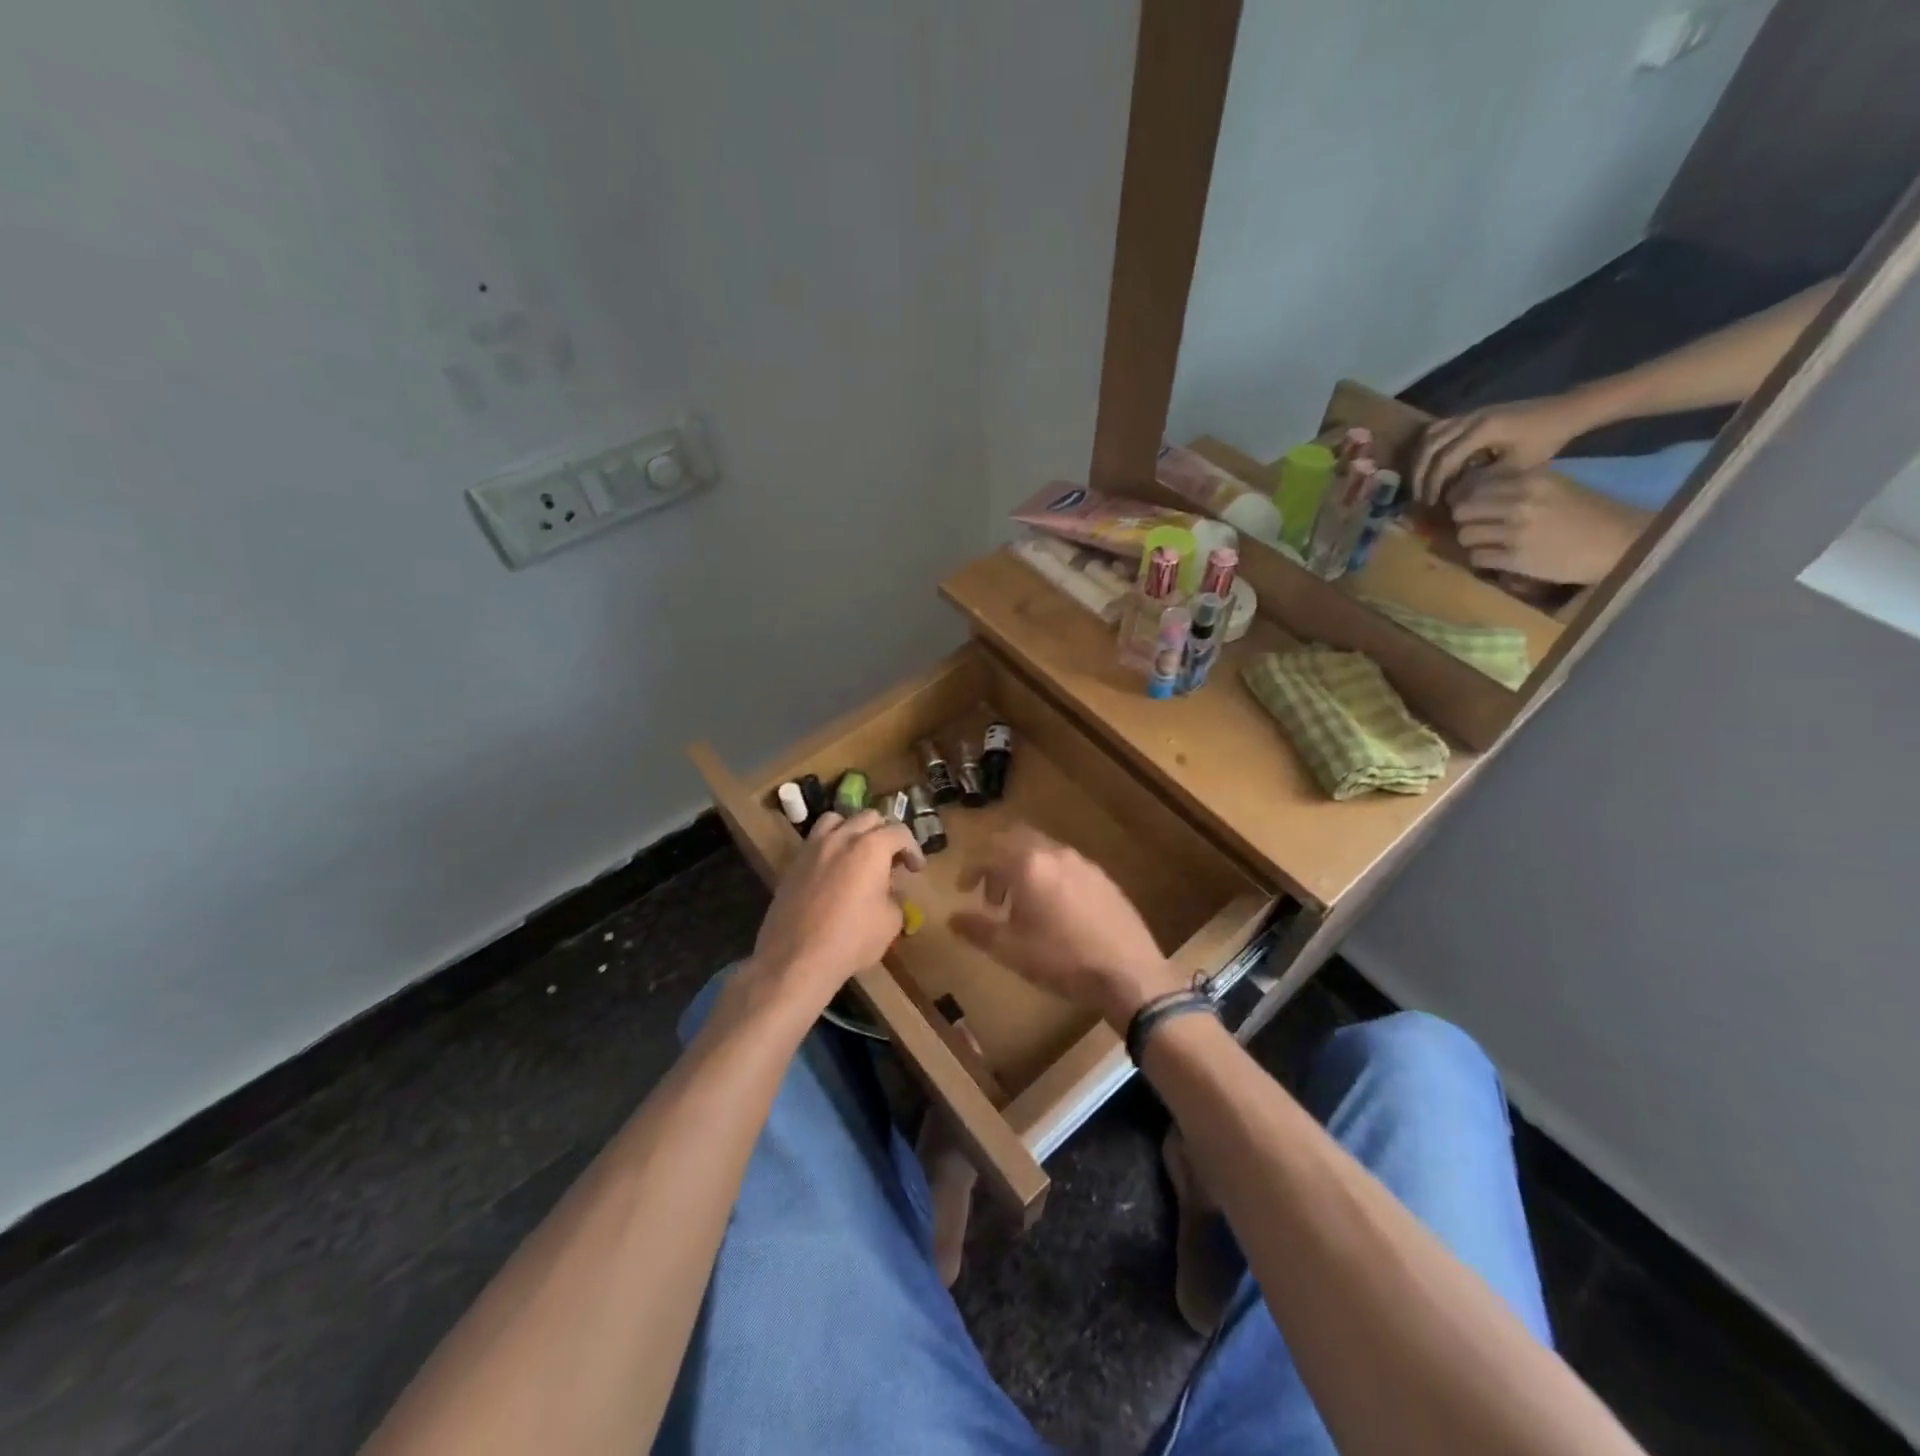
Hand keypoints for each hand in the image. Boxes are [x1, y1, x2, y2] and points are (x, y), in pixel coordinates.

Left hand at [746, 811, 923, 1011]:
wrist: (797, 958)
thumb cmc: (852, 939)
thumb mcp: (890, 922)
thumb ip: (894, 897)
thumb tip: (887, 892)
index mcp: (871, 847)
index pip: (899, 833)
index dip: (913, 849)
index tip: (915, 869)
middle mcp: (841, 838)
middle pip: (868, 818)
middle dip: (884, 834)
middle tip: (890, 860)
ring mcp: (813, 848)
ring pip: (836, 820)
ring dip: (852, 830)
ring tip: (858, 853)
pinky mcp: (793, 864)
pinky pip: (815, 842)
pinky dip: (830, 846)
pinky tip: (834, 871)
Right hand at [950, 826, 1184, 1029]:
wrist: (1129, 973)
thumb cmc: (1063, 960)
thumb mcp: (1012, 950)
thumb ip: (978, 929)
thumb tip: (953, 918)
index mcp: (1029, 865)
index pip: (988, 853)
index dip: (970, 869)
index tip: (962, 889)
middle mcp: (1055, 854)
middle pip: (1015, 840)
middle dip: (996, 861)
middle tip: (989, 894)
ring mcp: (1083, 863)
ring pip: (1042, 851)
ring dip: (1022, 868)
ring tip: (1019, 905)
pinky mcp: (1103, 877)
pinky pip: (1064, 864)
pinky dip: (1047, 875)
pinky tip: (1053, 910)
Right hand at [1412, 395, 1589, 502]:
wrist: (1565, 411)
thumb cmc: (1546, 440)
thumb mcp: (1518, 466)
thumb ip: (1483, 480)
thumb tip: (1453, 496)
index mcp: (1483, 430)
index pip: (1444, 459)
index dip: (1433, 484)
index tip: (1430, 504)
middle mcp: (1470, 418)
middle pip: (1429, 446)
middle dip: (1419, 474)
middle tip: (1418, 497)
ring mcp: (1469, 414)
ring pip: (1429, 437)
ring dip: (1420, 461)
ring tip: (1420, 482)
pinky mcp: (1471, 415)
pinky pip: (1438, 430)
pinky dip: (1428, 449)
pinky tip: (1430, 465)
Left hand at [1450, 468, 1651, 585]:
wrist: (1621, 542)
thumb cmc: (1590, 513)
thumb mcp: (1555, 487)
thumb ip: (1519, 485)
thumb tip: (1476, 490)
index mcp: (1531, 481)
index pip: (1476, 486)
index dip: (1467, 498)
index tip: (1470, 506)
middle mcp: (1520, 504)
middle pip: (1462, 511)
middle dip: (1464, 520)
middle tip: (1474, 526)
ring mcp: (1516, 532)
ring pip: (1465, 535)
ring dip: (1470, 541)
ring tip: (1484, 543)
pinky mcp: (1516, 559)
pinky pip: (1477, 557)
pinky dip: (1480, 559)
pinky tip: (1494, 557)